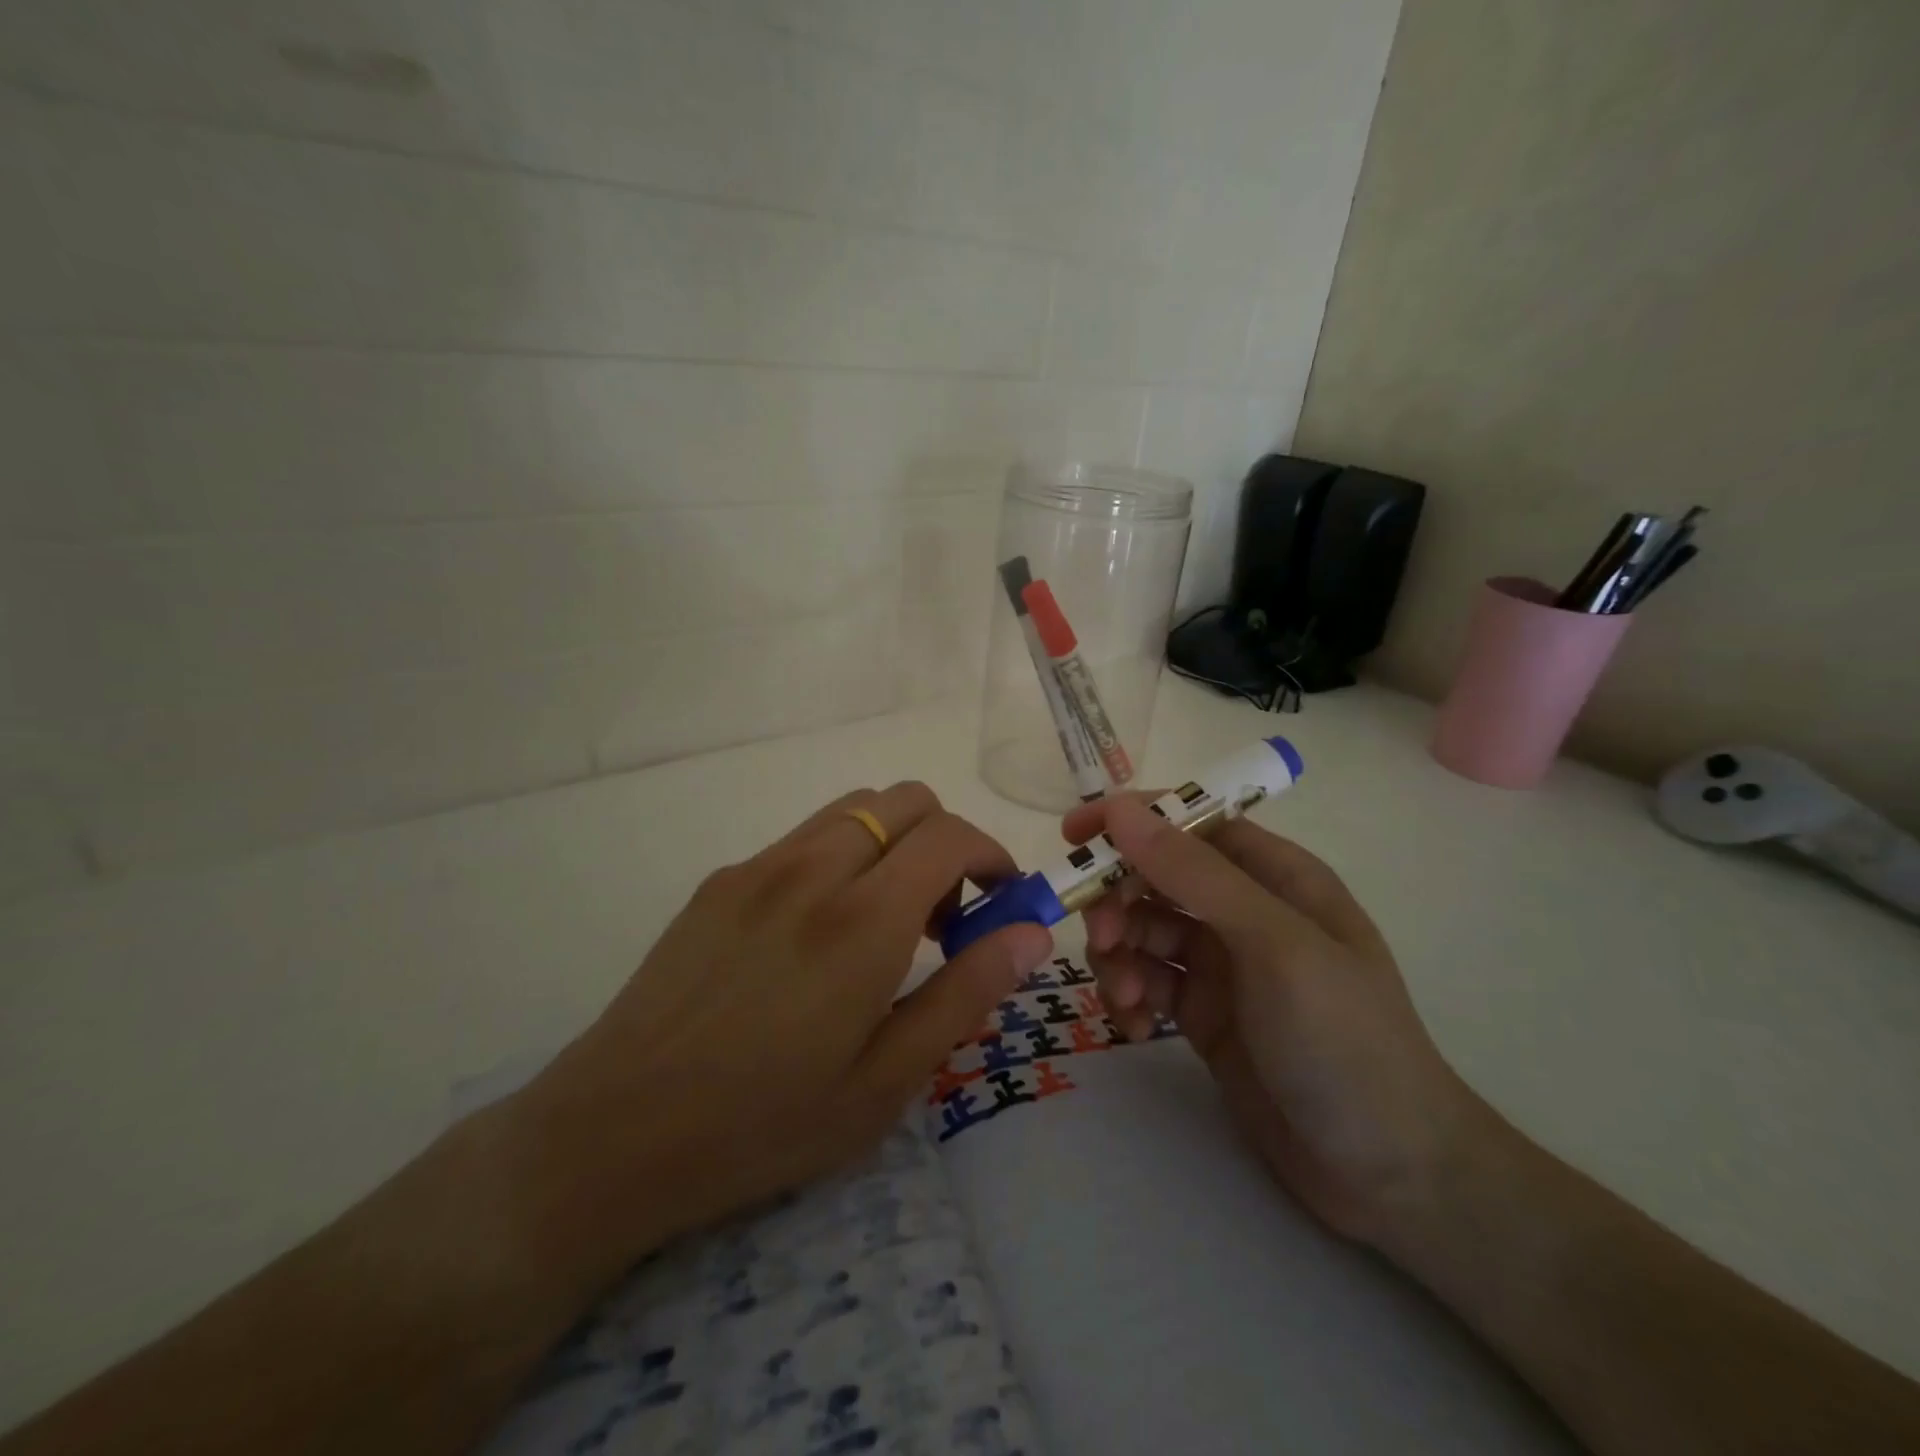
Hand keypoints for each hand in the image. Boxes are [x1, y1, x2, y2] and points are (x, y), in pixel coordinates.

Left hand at [508, 783, 1051, 1273]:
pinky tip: (817, 934)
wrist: (615, 1132)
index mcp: (862, 921)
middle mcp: (813, 870)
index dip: (991, 855)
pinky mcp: (721, 880)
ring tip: (883, 923)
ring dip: (893, 844)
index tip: (1001, 901)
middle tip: (942, 916)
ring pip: (853, 810)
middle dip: (945, 840)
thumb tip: (1031, 932)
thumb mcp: (886, 1081)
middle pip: (904, 800)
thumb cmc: (764, 1123)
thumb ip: (966, 993)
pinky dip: (841, 858)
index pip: (950, 836)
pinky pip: (803, 839)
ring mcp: (759, 867)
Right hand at [1063, 794, 1485, 1245]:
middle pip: (1155, 878)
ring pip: (1142, 931)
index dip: (1129, 822)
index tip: (1071, 838)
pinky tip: (1137, 1028)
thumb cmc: (1343, 1040)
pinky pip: (1147, 983)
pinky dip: (1129, 996)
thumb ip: (1196, 875)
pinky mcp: (1203, 1014)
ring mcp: (1222, 965)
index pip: (1188, 825)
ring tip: (1125, 997)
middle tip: (1102, 941)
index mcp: (1274, 876)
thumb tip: (1122, 809)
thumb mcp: (1273, 945)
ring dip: (1119, 955)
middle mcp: (1243, 911)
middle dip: (1118, 902)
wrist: (1389, 1174)